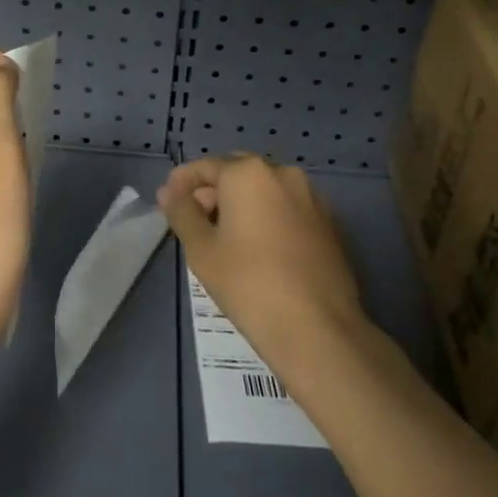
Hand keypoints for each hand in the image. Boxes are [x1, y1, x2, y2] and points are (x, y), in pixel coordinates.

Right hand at [158, 154, 371, 383]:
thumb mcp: (201, 249)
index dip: (182, 183)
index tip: (168, 202)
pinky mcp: (330, 224)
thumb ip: (182, 212)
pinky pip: (288, 208)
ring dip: (242, 203)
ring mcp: (312, 198)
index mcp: (248, 173)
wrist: (318, 329)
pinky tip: (259, 248)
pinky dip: (268, 216)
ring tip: (226, 237)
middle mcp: (283, 174)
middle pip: (238, 173)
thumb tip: (169, 191)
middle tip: (195, 221)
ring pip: (266, 189)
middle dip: (214, 191)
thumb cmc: (248, 284)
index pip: (205, 167)